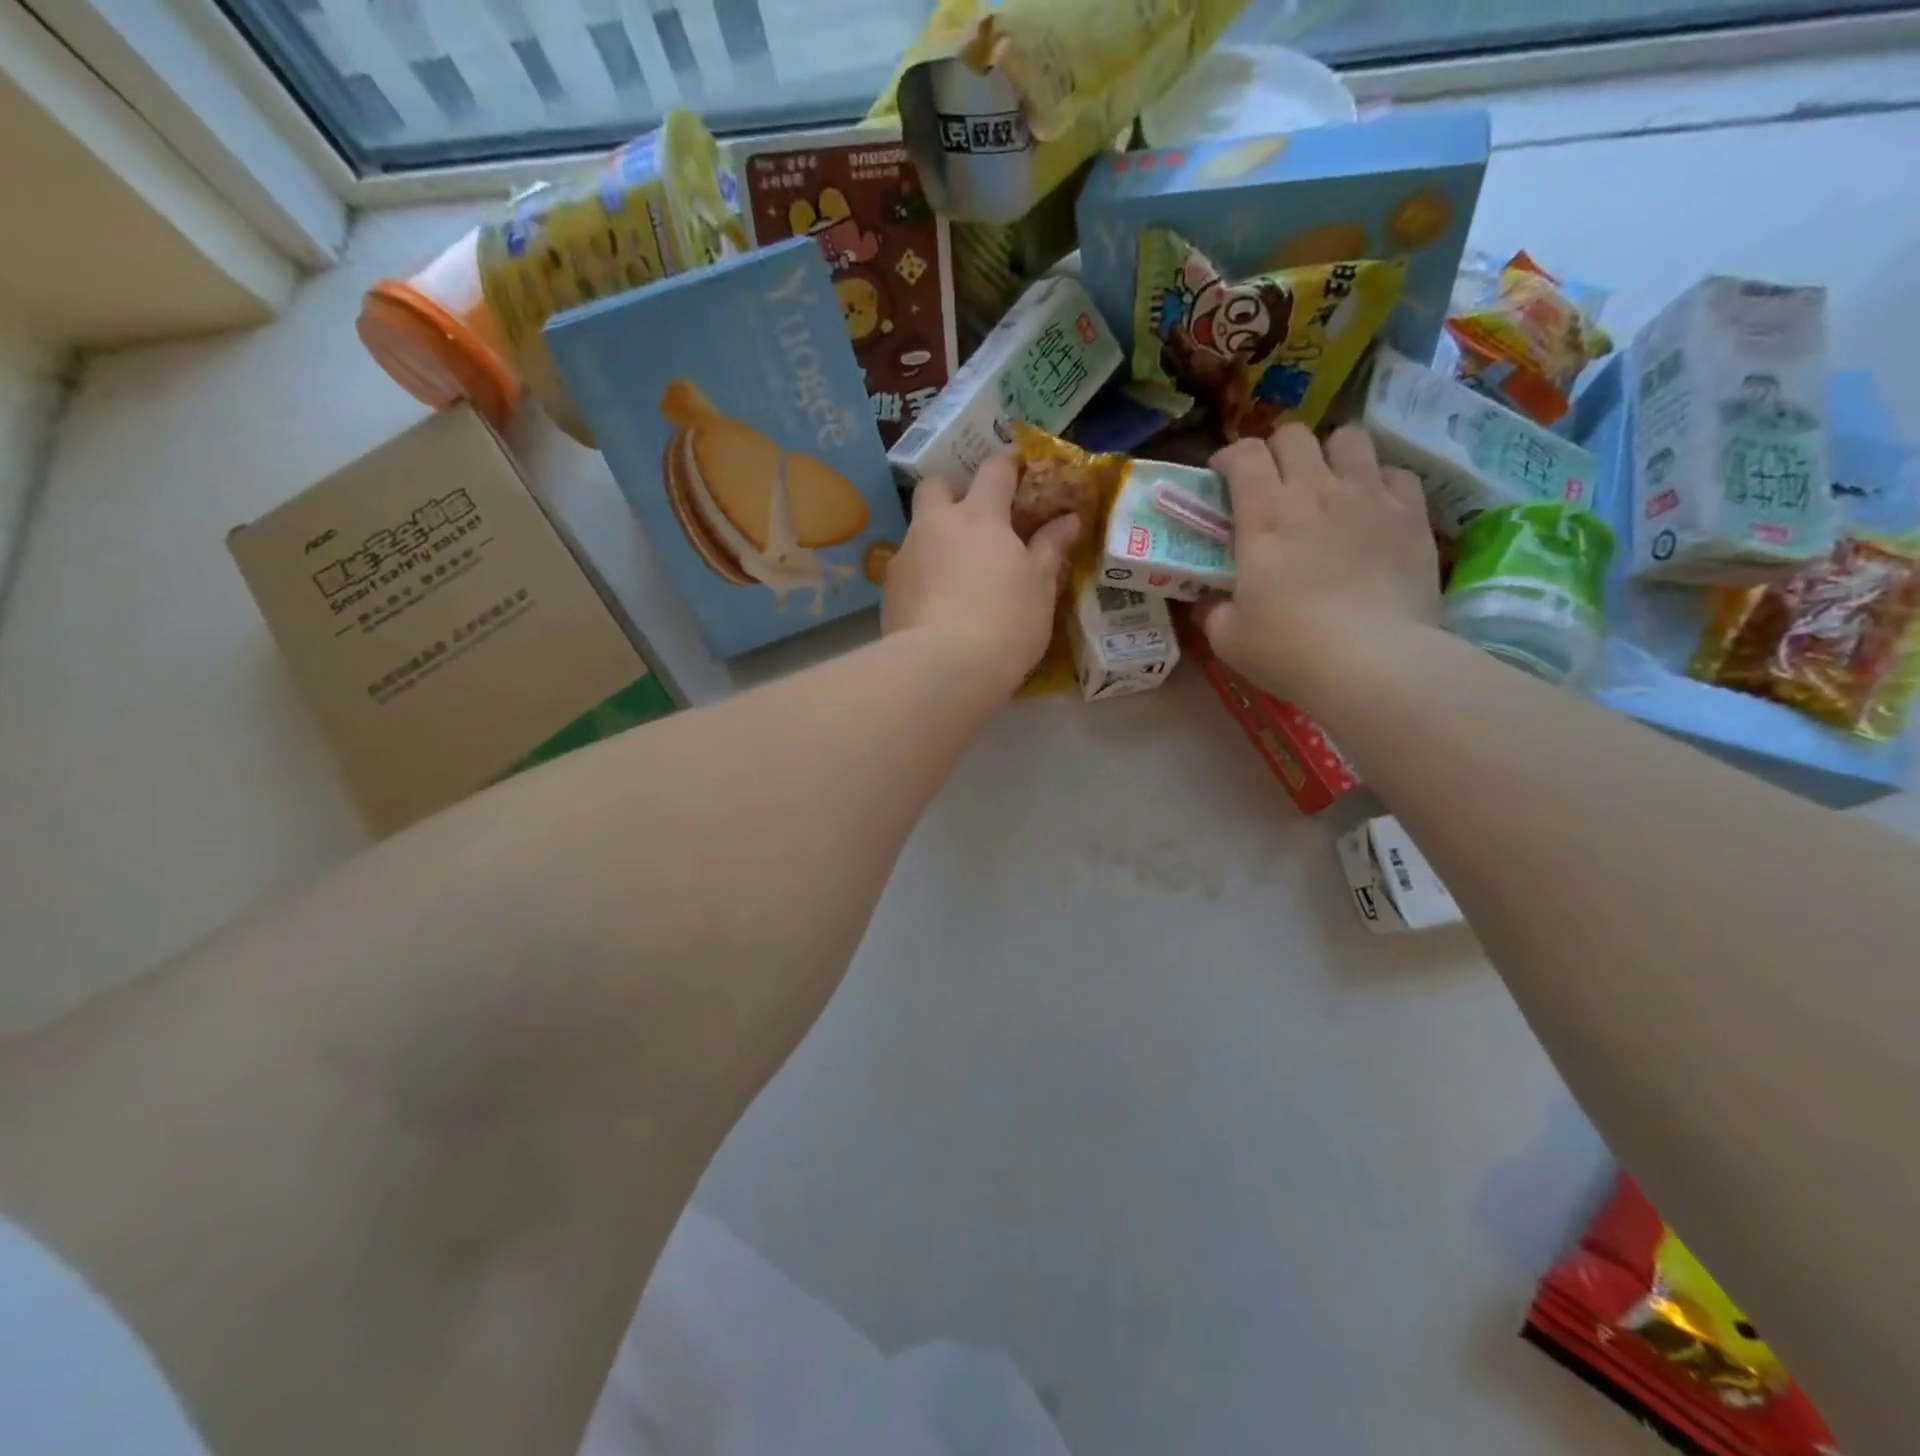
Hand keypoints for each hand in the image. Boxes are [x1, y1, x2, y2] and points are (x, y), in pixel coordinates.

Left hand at [882, 454, 1080, 693]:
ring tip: (957, 574)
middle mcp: (935, 525)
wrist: (943, 667)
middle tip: (975, 521)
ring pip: (918, 530)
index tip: (1019, 470)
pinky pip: (908, 569)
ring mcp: (905, 556)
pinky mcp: (888, 590)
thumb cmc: (1006, 622)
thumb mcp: (1040, 586)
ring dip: (936, 539)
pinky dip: (923, 576)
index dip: (1008, 465)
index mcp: (979, 516)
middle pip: (935, 485)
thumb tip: (1068, 519)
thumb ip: (1050, 547)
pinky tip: (937, 606)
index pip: (994, 470)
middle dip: (952, 492)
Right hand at [1203, 423, 1440, 702]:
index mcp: (1264, 515)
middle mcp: (1316, 491)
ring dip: (1331, 454)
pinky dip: (1379, 482)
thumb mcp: (1228, 638)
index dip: (1228, 457)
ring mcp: (1369, 497)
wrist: (1373, 662)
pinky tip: (1372, 508)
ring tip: (1327, 483)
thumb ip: (1212, 611)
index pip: (1244, 454)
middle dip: (1276, 450)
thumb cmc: (1289, 649)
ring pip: (1350, 438)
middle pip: (1294, 435)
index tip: (1221, 477)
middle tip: (1272, 481)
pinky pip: (1396, 473)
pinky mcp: (1411, 515)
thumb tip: (1207, 602)